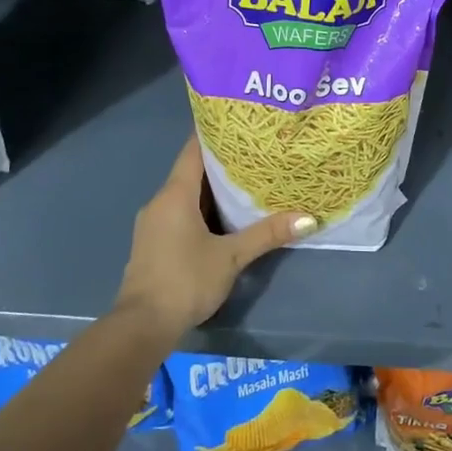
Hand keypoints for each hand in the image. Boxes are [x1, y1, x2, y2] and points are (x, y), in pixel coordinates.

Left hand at [114, 137, 316, 338]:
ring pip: (187, 195)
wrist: (142, 326)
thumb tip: (308, 218)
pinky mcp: (155, 243)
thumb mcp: (231, 257)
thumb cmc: (185, 280)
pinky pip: (181, 214)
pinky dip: (202, 210)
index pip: (194, 150)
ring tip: (248, 182)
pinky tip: (226, 217)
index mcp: (175, 195)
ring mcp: (154, 223)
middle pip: (192, 172)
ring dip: (213, 190)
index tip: (241, 124)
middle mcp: (160, 202)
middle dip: (223, 164)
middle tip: (257, 153)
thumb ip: (267, 234)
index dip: (215, 134)